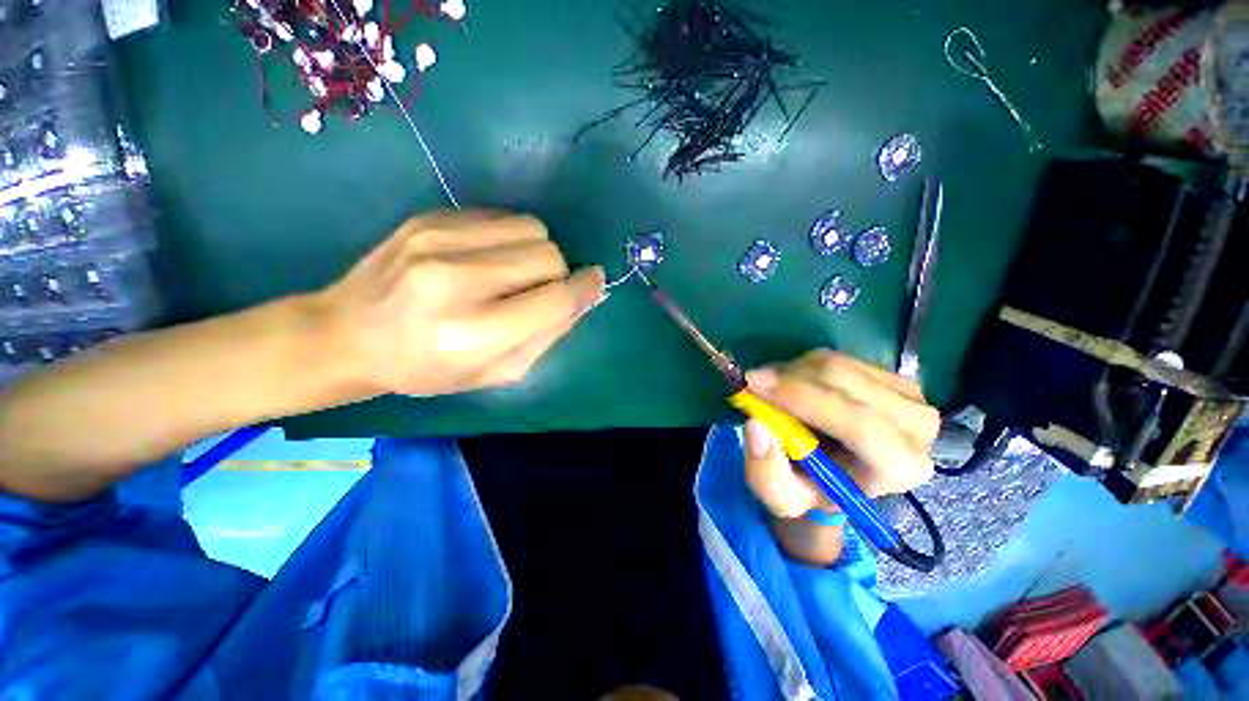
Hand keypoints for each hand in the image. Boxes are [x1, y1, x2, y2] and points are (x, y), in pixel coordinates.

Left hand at [318, 210, 603, 396]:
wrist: (346, 334)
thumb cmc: (427, 368)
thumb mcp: (496, 372)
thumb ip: (548, 335)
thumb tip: (585, 297)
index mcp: (476, 333)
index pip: (556, 299)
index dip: (585, 289)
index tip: (595, 282)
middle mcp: (459, 281)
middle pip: (549, 256)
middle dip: (558, 273)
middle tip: (538, 290)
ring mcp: (439, 241)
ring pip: (531, 227)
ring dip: (537, 251)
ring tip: (515, 271)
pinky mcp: (428, 218)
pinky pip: (501, 216)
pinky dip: (510, 236)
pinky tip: (490, 256)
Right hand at [741, 350, 938, 519]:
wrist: (838, 474)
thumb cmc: (811, 488)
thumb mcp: (781, 496)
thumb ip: (766, 471)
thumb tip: (756, 425)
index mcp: (897, 470)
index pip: (859, 425)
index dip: (803, 399)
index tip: (754, 385)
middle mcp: (917, 430)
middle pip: (847, 384)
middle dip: (791, 378)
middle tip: (754, 382)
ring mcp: (911, 398)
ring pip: (840, 365)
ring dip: (794, 371)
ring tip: (773, 389)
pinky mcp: (895, 378)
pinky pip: (840, 358)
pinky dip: (806, 365)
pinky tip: (795, 383)